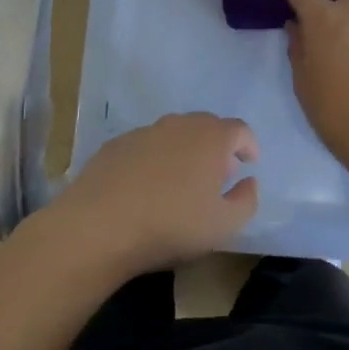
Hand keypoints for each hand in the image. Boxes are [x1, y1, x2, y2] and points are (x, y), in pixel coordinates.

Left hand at [44, 112, 258, 273]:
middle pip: (207, 126)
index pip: (240, 129)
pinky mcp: (117, 144)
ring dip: (184, 151)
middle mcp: (180, 124)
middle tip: (217, 176)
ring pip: (174, 134)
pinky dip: (154, 159)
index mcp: (211, 138)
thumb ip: (246, 201)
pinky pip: (146, 146)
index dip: (248, 145)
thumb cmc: (171, 224)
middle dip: (217, 147)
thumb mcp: (223, 225)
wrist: (99, 225)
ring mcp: (145, 131)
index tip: (249, 163)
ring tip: (181, 183)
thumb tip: (249, 182)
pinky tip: (146, 187)